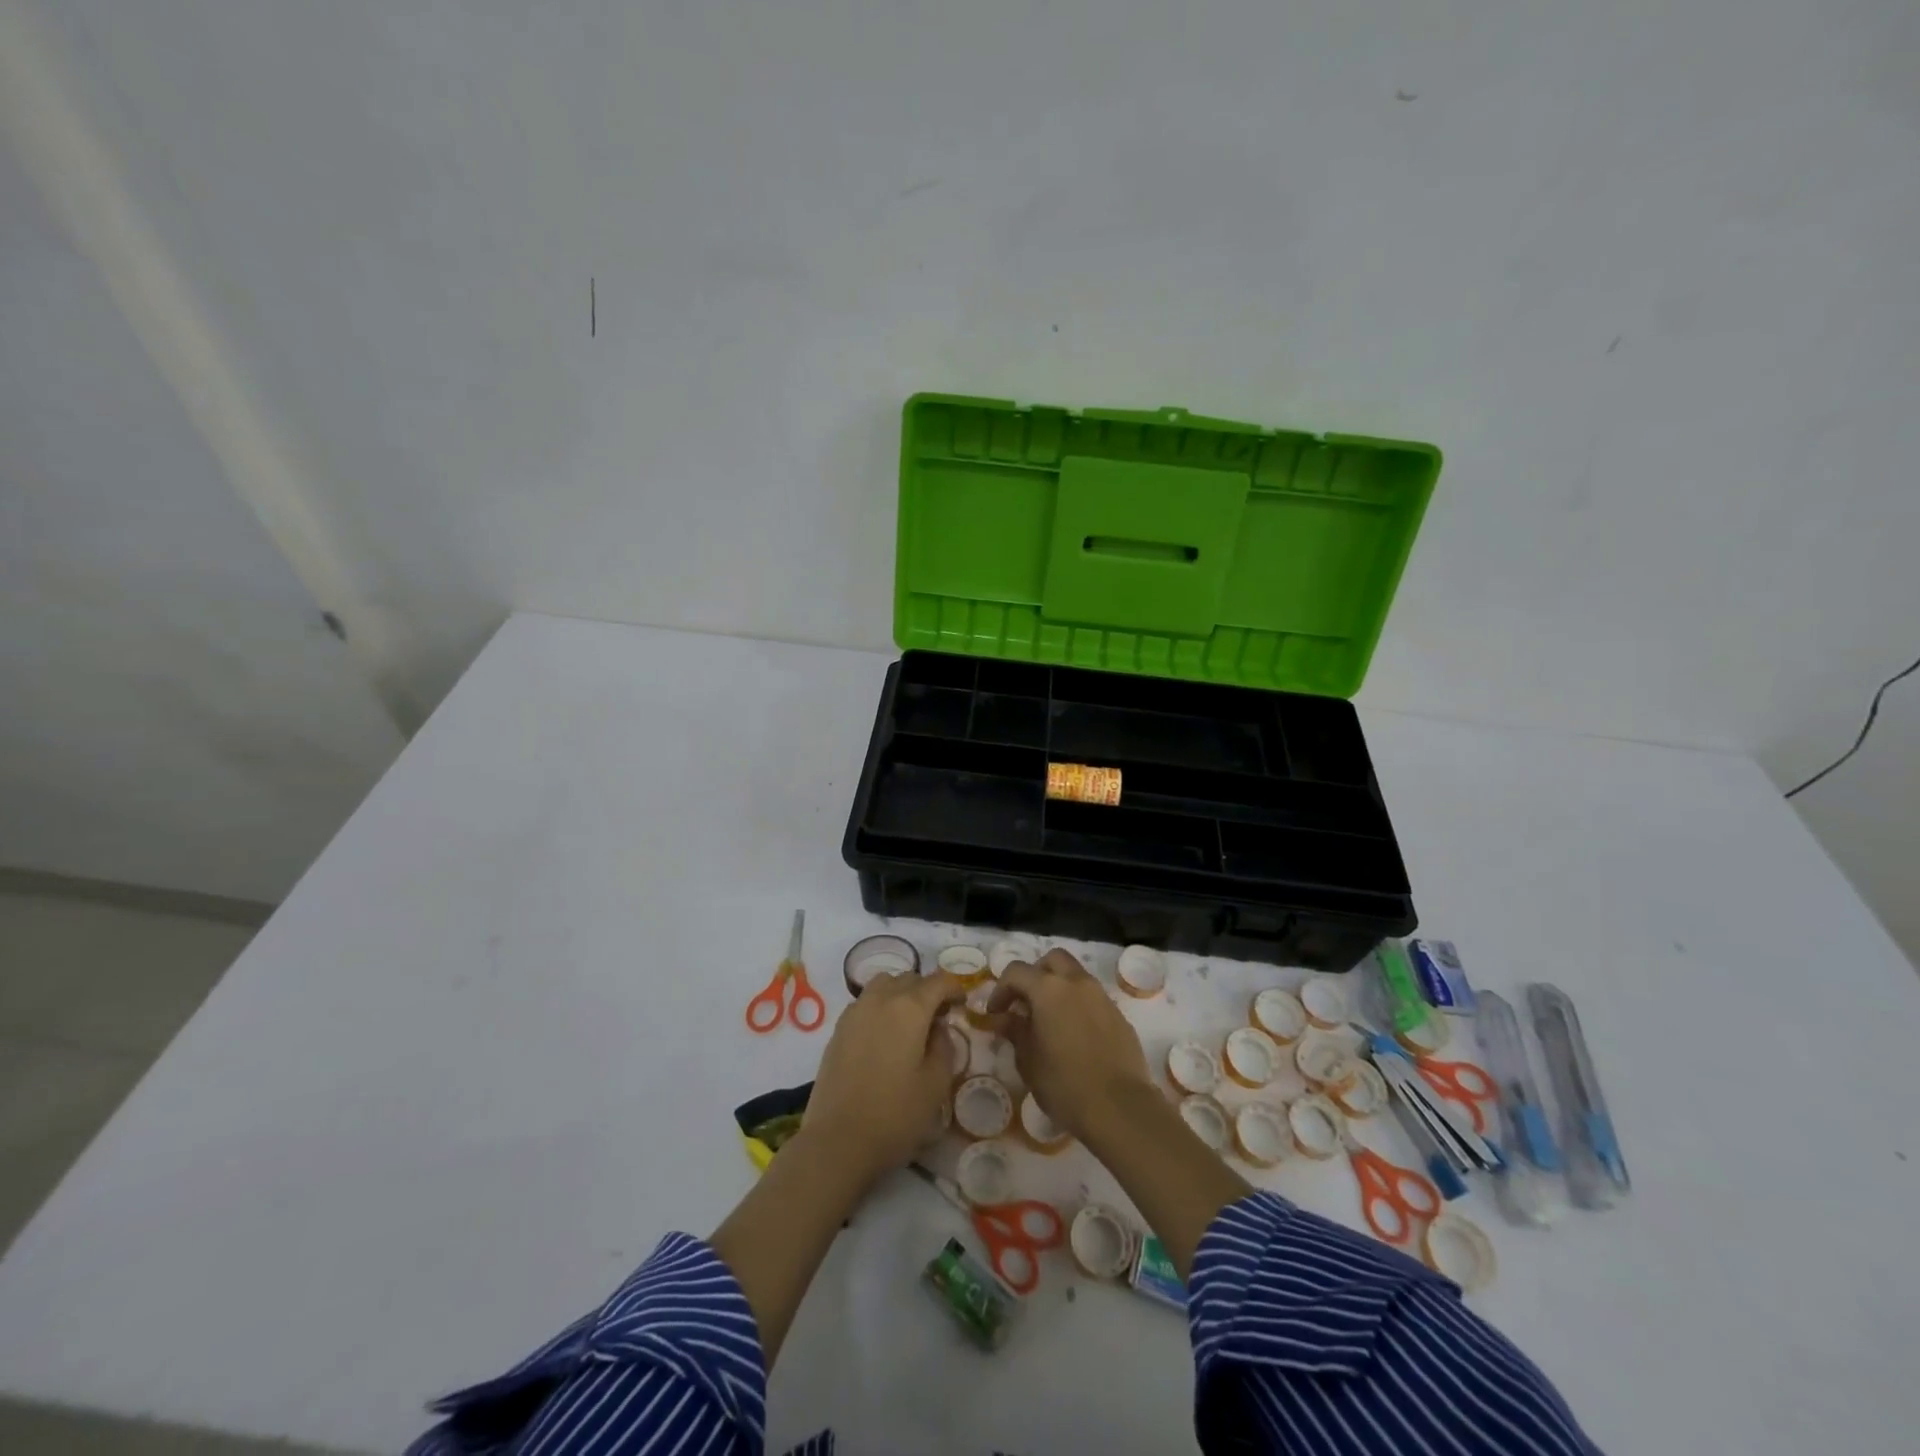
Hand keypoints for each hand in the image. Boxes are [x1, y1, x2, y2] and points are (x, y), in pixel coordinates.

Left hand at [800, 970, 965, 1186]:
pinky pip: (865, 1002)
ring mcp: (855, 1011)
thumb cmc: (895, 1114)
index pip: (938, 981)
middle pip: (910, 978)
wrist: (837, 1140)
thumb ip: (944, 1047)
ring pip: (884, 984)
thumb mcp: (936, 1084)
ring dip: (901, 993)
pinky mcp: (838, 1028)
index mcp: (910, 1008)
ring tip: (909, 1021)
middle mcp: (881, 999)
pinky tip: (884, 1035)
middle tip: (938, 1017)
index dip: (954, 989)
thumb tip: (939, 1028)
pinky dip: (880, 1006)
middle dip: (928, 990)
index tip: (962, 1005)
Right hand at [986, 949, 1151, 1142]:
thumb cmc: (1064, 1084)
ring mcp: (1102, 997)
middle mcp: (1077, 983)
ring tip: (1049, 1020)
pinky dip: (1078, 1006)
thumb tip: (1004, 1018)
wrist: (1120, 1108)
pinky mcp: (1119, 1016)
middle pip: (1053, 960)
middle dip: (1035, 975)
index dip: (1000, 989)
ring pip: (1076, 976)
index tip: (995, 1013)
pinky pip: (1093, 999)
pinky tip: (1074, 1035)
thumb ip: (1015, 1031)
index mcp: (1049, 990)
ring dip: (1059, 988)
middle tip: (1025, 1003)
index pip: (1017, 972)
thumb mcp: (1028, 1060)